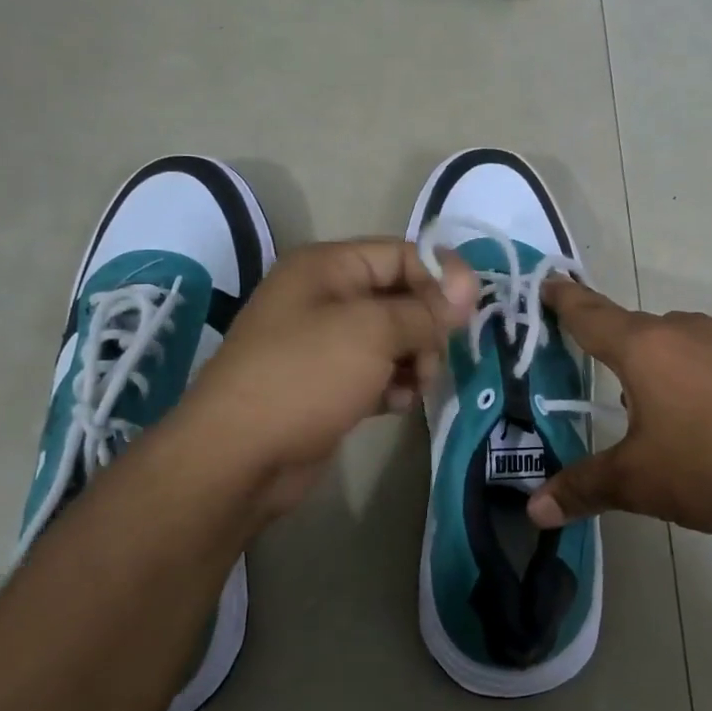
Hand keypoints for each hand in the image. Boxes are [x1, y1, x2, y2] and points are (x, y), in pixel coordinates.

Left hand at [174, 239, 477, 521]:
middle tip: (436, 357)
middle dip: (426, 326)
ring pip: (392, 339)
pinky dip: (392, 385)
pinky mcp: (326, 384)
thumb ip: (425, 309)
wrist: (239, 456)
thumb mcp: (373, 332)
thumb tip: (470, 287)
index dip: (439, 276)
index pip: (400, 254)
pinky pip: (375, 372)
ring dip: (413, 360)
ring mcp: (323, 343)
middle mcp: (323, 297)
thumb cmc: (305, 376)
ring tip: (414, 386)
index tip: (472, 310)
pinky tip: (394, 404)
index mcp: (326, 267)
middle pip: (398, 297)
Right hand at [525, 279, 711, 542]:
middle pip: (631, 330)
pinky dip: (687, 379)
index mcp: (644, 347)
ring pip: (671, 346)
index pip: (590, 314)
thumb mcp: (640, 482)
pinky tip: (696, 419)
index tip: (547, 282)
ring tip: (642, 410)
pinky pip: (705, 360)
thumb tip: (534, 509)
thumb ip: (583, 488)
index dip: (564, 300)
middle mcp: (683, 330)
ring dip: (650, 368)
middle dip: (607, 347)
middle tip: (585, 368)